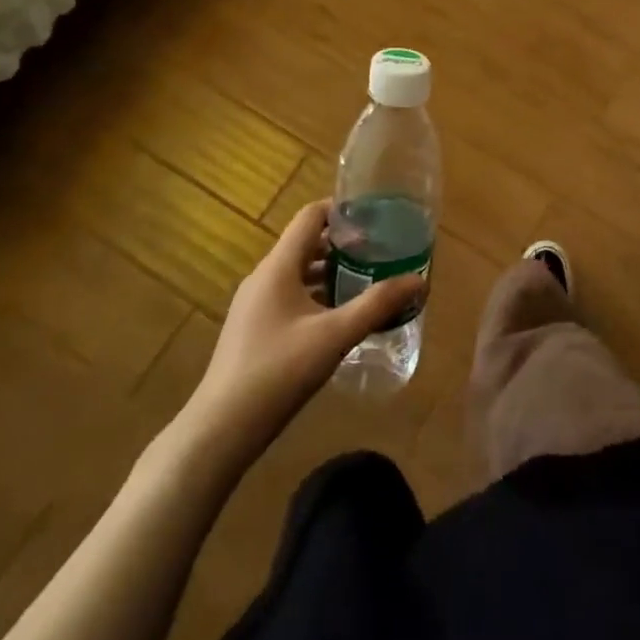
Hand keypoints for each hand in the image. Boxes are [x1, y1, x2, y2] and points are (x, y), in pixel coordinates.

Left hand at [185, 201, 424, 458]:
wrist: (221, 429)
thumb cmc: (278, 371)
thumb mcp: (335, 335)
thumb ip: (377, 304)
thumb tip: (418, 279)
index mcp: (278, 267)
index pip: (310, 216)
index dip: (342, 210)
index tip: (376, 218)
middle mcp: (263, 277)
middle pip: (306, 243)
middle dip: (343, 244)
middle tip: (380, 252)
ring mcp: (254, 304)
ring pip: (298, 272)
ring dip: (331, 272)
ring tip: (366, 282)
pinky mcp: (253, 329)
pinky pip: (290, 296)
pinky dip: (317, 295)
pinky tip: (340, 319)